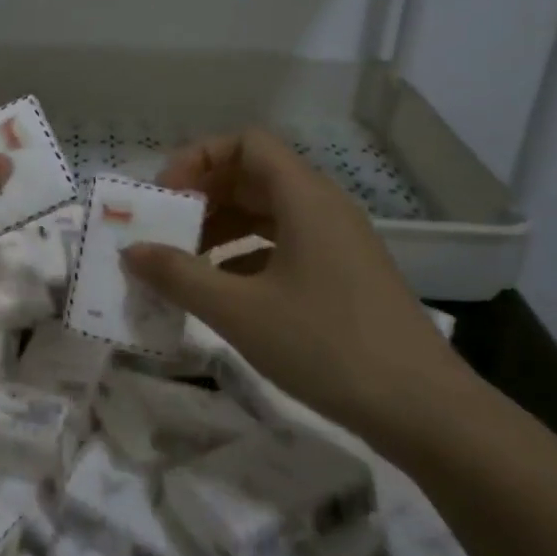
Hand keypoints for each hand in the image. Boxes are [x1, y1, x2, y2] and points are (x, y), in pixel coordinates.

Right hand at [121, 129, 469, 436]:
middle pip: (254, 175)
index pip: (246, 144)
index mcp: (304, 198)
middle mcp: (324, 207)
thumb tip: (131, 250)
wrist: (425, 411)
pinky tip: (224, 290)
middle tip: (167, 228)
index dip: (200, 159)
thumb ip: (179, 275)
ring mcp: (338, 242)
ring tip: (186, 261)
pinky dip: (247, 254)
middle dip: (204, 195)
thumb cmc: (326, 346)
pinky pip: (285, 243)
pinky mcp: (345, 274)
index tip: (167, 196)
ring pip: (269, 212)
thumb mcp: (239, 311)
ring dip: (223, 227)